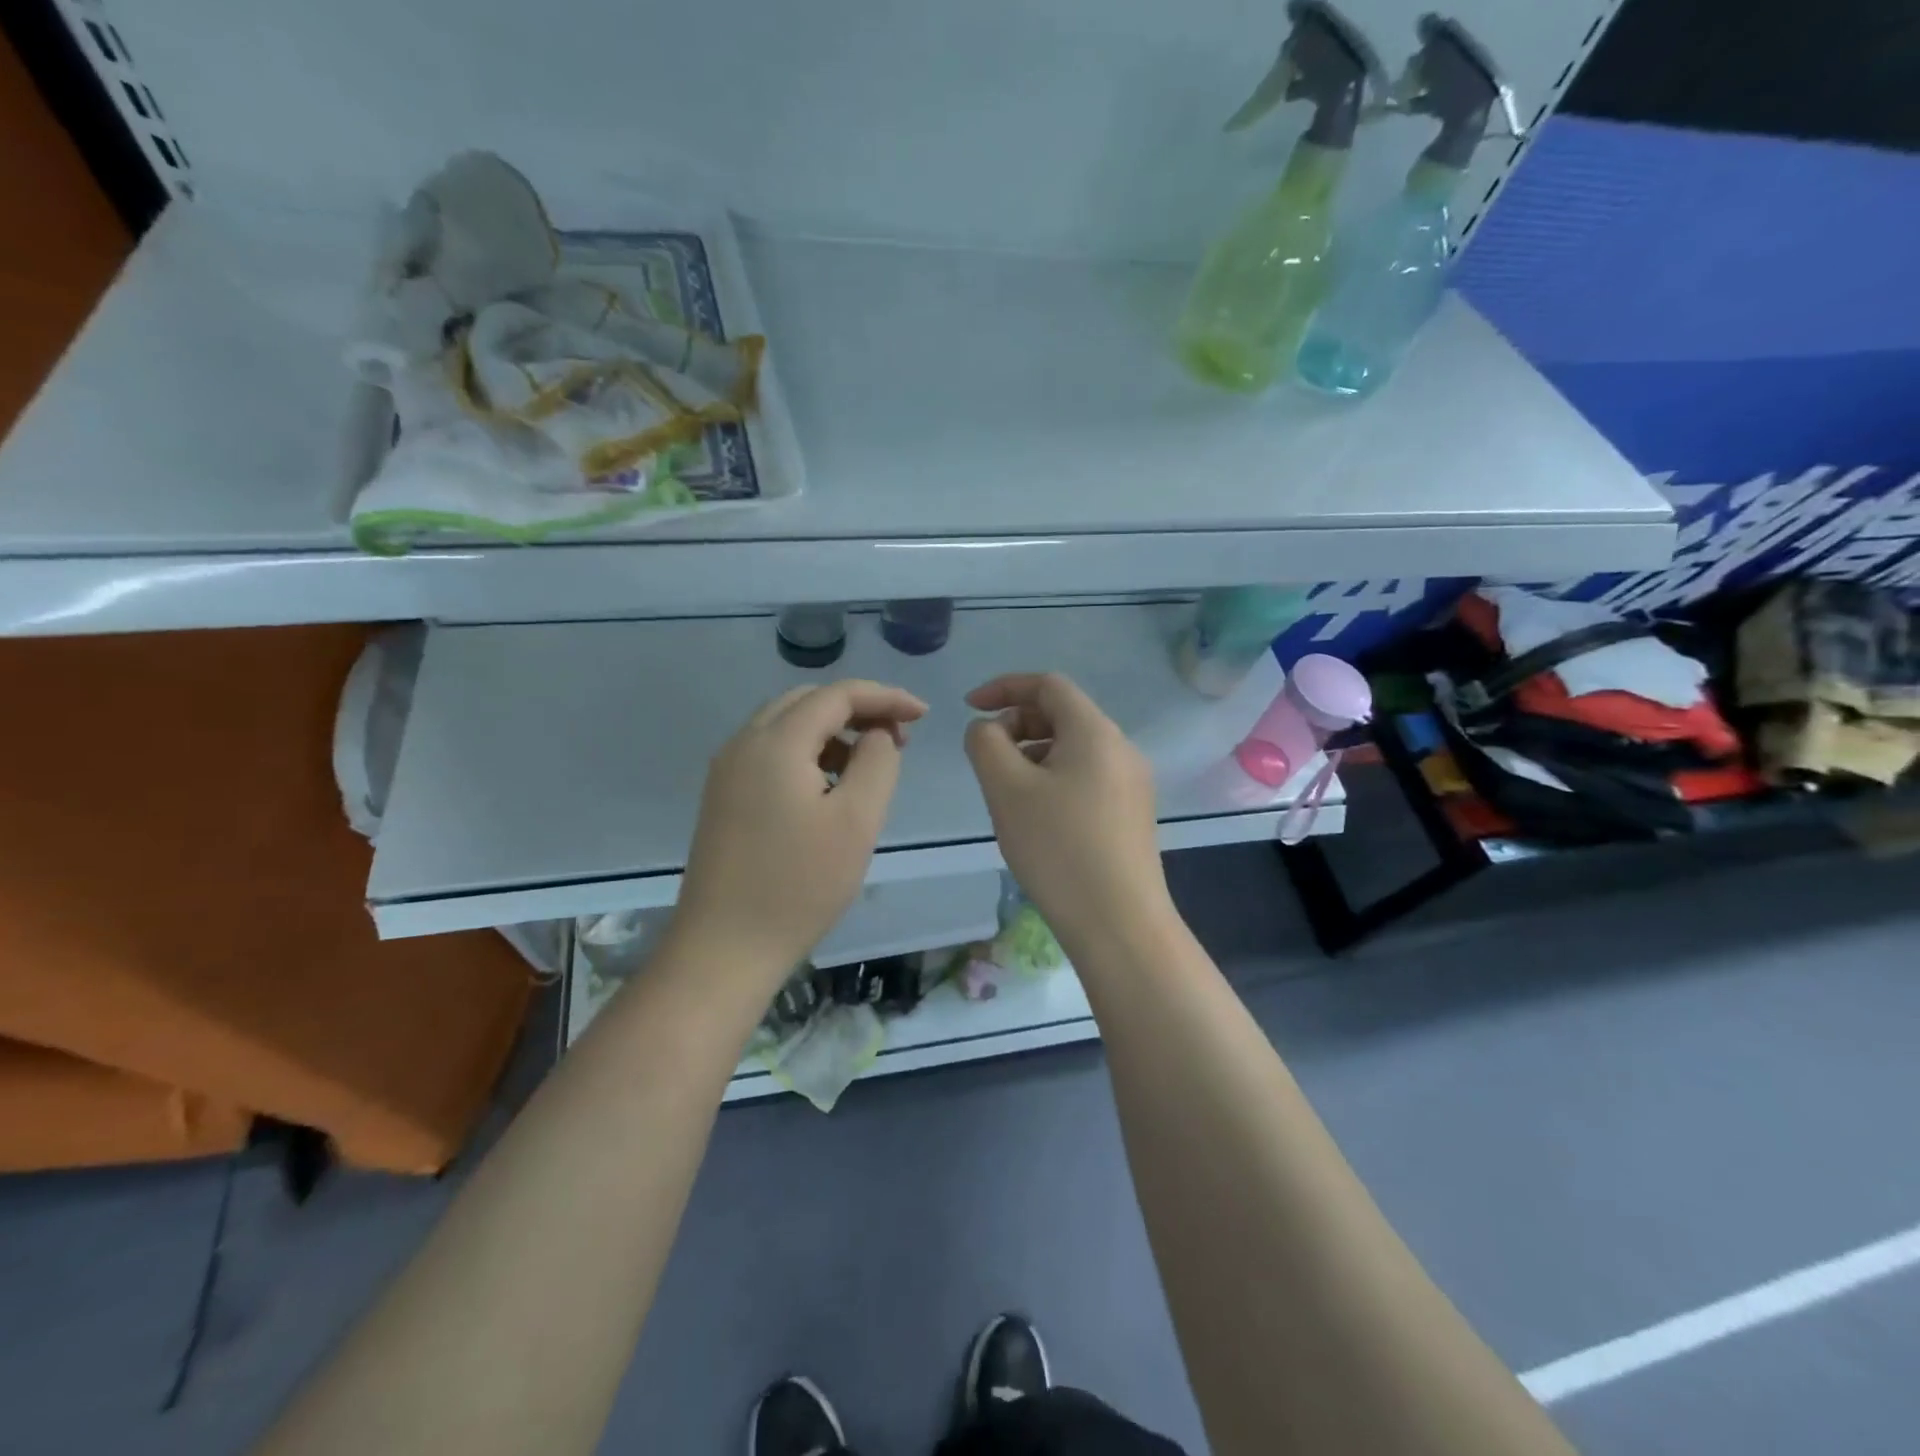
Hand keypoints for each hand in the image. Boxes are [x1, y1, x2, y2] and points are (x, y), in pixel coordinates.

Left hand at [675, 680, 927, 982]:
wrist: (724, 949)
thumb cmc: (799, 885)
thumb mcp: (857, 821)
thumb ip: (878, 762)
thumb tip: (877, 735)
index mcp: (775, 742)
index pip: (837, 695)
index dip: (885, 697)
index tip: (923, 714)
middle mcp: (743, 743)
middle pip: (807, 701)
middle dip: (857, 709)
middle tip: (898, 737)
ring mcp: (727, 770)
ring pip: (786, 725)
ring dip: (831, 730)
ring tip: (869, 762)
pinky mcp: (723, 796)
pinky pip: (770, 752)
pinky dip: (807, 752)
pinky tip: (829, 786)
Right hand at [963, 673, 1173, 953]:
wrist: (1118, 922)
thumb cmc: (1057, 847)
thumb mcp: (1006, 788)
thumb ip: (986, 743)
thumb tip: (989, 729)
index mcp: (1095, 731)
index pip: (1048, 685)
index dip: (1004, 687)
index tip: (970, 707)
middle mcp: (1121, 748)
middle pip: (1063, 715)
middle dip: (1018, 725)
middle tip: (987, 759)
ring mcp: (1133, 783)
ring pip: (1074, 749)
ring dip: (1034, 754)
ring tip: (1008, 792)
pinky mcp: (1132, 814)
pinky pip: (1087, 777)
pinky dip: (1054, 778)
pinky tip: (1038, 817)